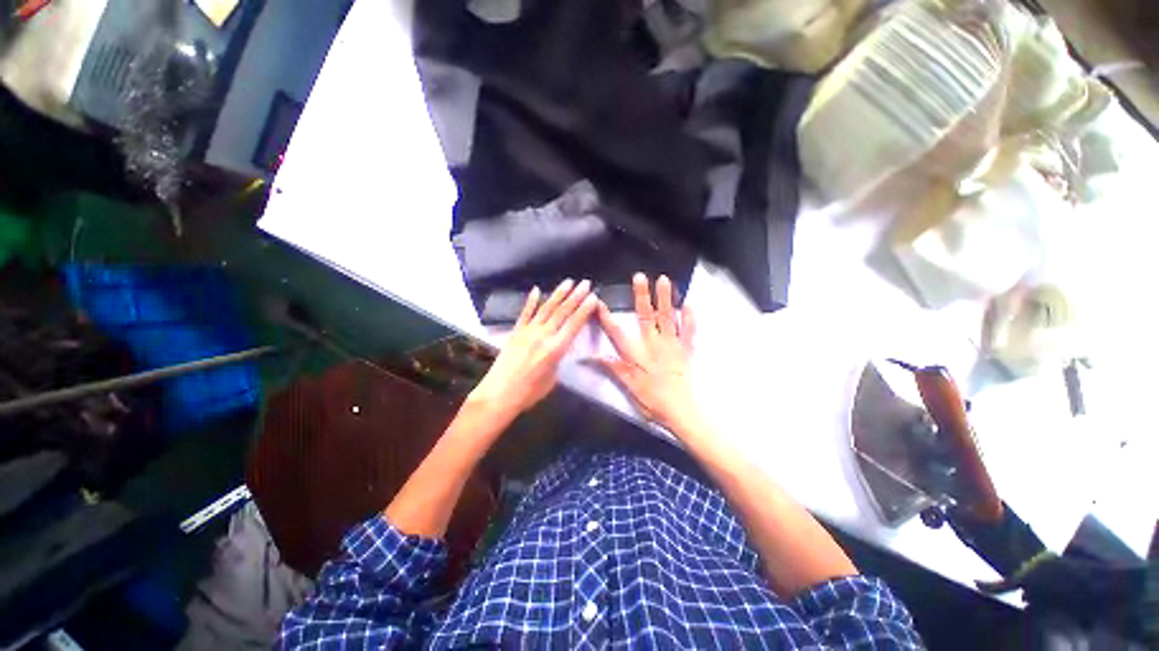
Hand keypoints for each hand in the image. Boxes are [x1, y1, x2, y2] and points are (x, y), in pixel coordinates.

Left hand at [468, 279, 598, 420]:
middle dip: (576, 296)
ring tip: (568, 282)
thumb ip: (557, 359)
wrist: (498, 395)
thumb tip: (558, 348)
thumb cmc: (529, 393)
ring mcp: (528, 331)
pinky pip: (525, 313)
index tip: (593, 297)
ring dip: (558, 294)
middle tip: (586, 283)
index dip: (584, 310)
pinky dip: (531, 301)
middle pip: (563, 312)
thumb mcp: (552, 379)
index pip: (574, 324)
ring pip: (546, 308)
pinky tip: (536, 289)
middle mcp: (543, 335)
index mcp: (555, 349)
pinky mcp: (515, 332)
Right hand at [595, 274, 703, 436]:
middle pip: (646, 317)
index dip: (607, 318)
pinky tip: (689, 304)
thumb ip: (615, 369)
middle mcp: (654, 345)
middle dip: (641, 296)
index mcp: (638, 355)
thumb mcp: (630, 389)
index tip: (599, 303)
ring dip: (665, 298)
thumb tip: (594, 357)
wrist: (683, 412)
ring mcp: (672, 346)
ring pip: (667, 318)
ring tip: (663, 279)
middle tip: (639, 276)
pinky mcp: (686, 351)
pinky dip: (689, 317)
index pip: (618, 334)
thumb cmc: (654, 402)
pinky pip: (689, 331)